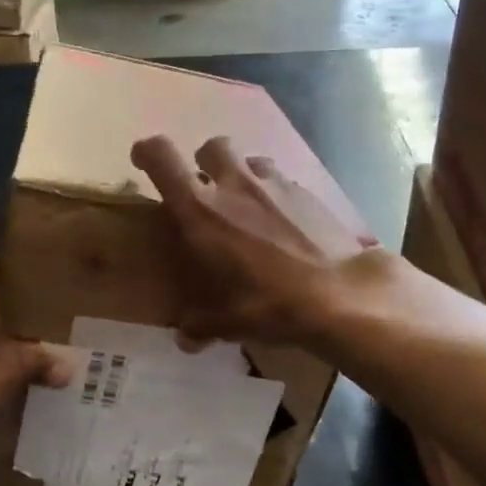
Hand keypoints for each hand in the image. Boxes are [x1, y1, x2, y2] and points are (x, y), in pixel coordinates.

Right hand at [130, 135, 382, 343]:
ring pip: (251, 160)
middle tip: (207, 189)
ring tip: (249, 206)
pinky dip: (275, 194)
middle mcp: (234, 185)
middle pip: (211, 146)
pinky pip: (282, 181)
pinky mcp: (307, 192)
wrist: (341, 294)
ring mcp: (275, 183)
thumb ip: (200, 324)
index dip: (147, 151)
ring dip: (243, 176)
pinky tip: (285, 224)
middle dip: (204, 161)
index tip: (143, 161)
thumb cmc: (270, 303)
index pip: (161, 157)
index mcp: (201, 210)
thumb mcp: (228, 322)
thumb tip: (186, 339)